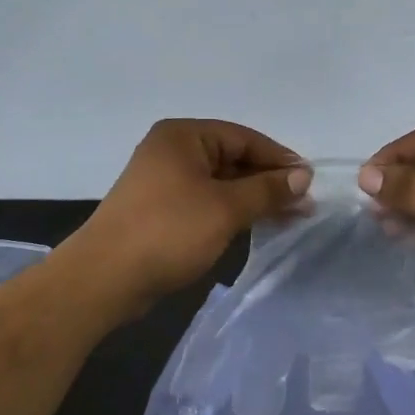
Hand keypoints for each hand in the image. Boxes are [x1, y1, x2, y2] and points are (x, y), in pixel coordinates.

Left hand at [66, 120, 311, 314]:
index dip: (278, 158)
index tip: (309, 180)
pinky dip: (231, 211)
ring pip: (220, 183)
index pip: (243, 138)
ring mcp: (164, 181)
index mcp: (183, 136)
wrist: (105, 278)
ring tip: (290, 216)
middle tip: (304, 203)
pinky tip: (256, 225)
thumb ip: (266, 189)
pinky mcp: (161, 210)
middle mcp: (172, 151)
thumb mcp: (225, 208)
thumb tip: (303, 176)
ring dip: (253, 198)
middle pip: (232, 158)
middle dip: (268, 181)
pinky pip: (206, 201)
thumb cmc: (168, 231)